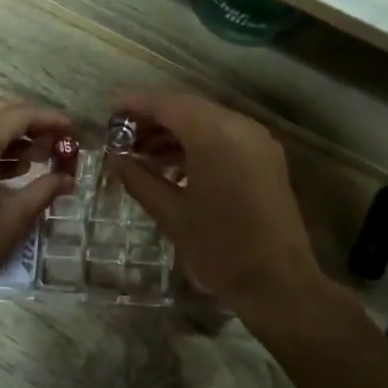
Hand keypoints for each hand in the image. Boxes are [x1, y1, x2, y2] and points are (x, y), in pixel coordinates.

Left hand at [0, 98, 72, 329]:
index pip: (19, 115)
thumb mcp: (13, 219)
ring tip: (37, 158)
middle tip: (56, 141)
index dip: (51, 119)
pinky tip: (5, 170)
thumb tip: (68, 178)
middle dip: (29, 121)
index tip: (74, 129)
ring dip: (7, 134)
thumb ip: (44, 189)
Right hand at [105, 89, 331, 318]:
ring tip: (141, 153)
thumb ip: (138, 178)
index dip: (135, 104)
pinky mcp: (266, 157)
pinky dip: (197, 141)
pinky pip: (224, 135)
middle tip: (120, 135)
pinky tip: (173, 164)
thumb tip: (114, 158)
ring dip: (174, 131)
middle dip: (153, 118)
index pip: (167, 104)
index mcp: (215, 135)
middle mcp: (240, 126)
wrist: (278, 283)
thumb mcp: (170, 214)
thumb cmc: (219, 248)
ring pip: (207, 120)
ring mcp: (257, 140)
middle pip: (188, 107)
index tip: (108, 112)